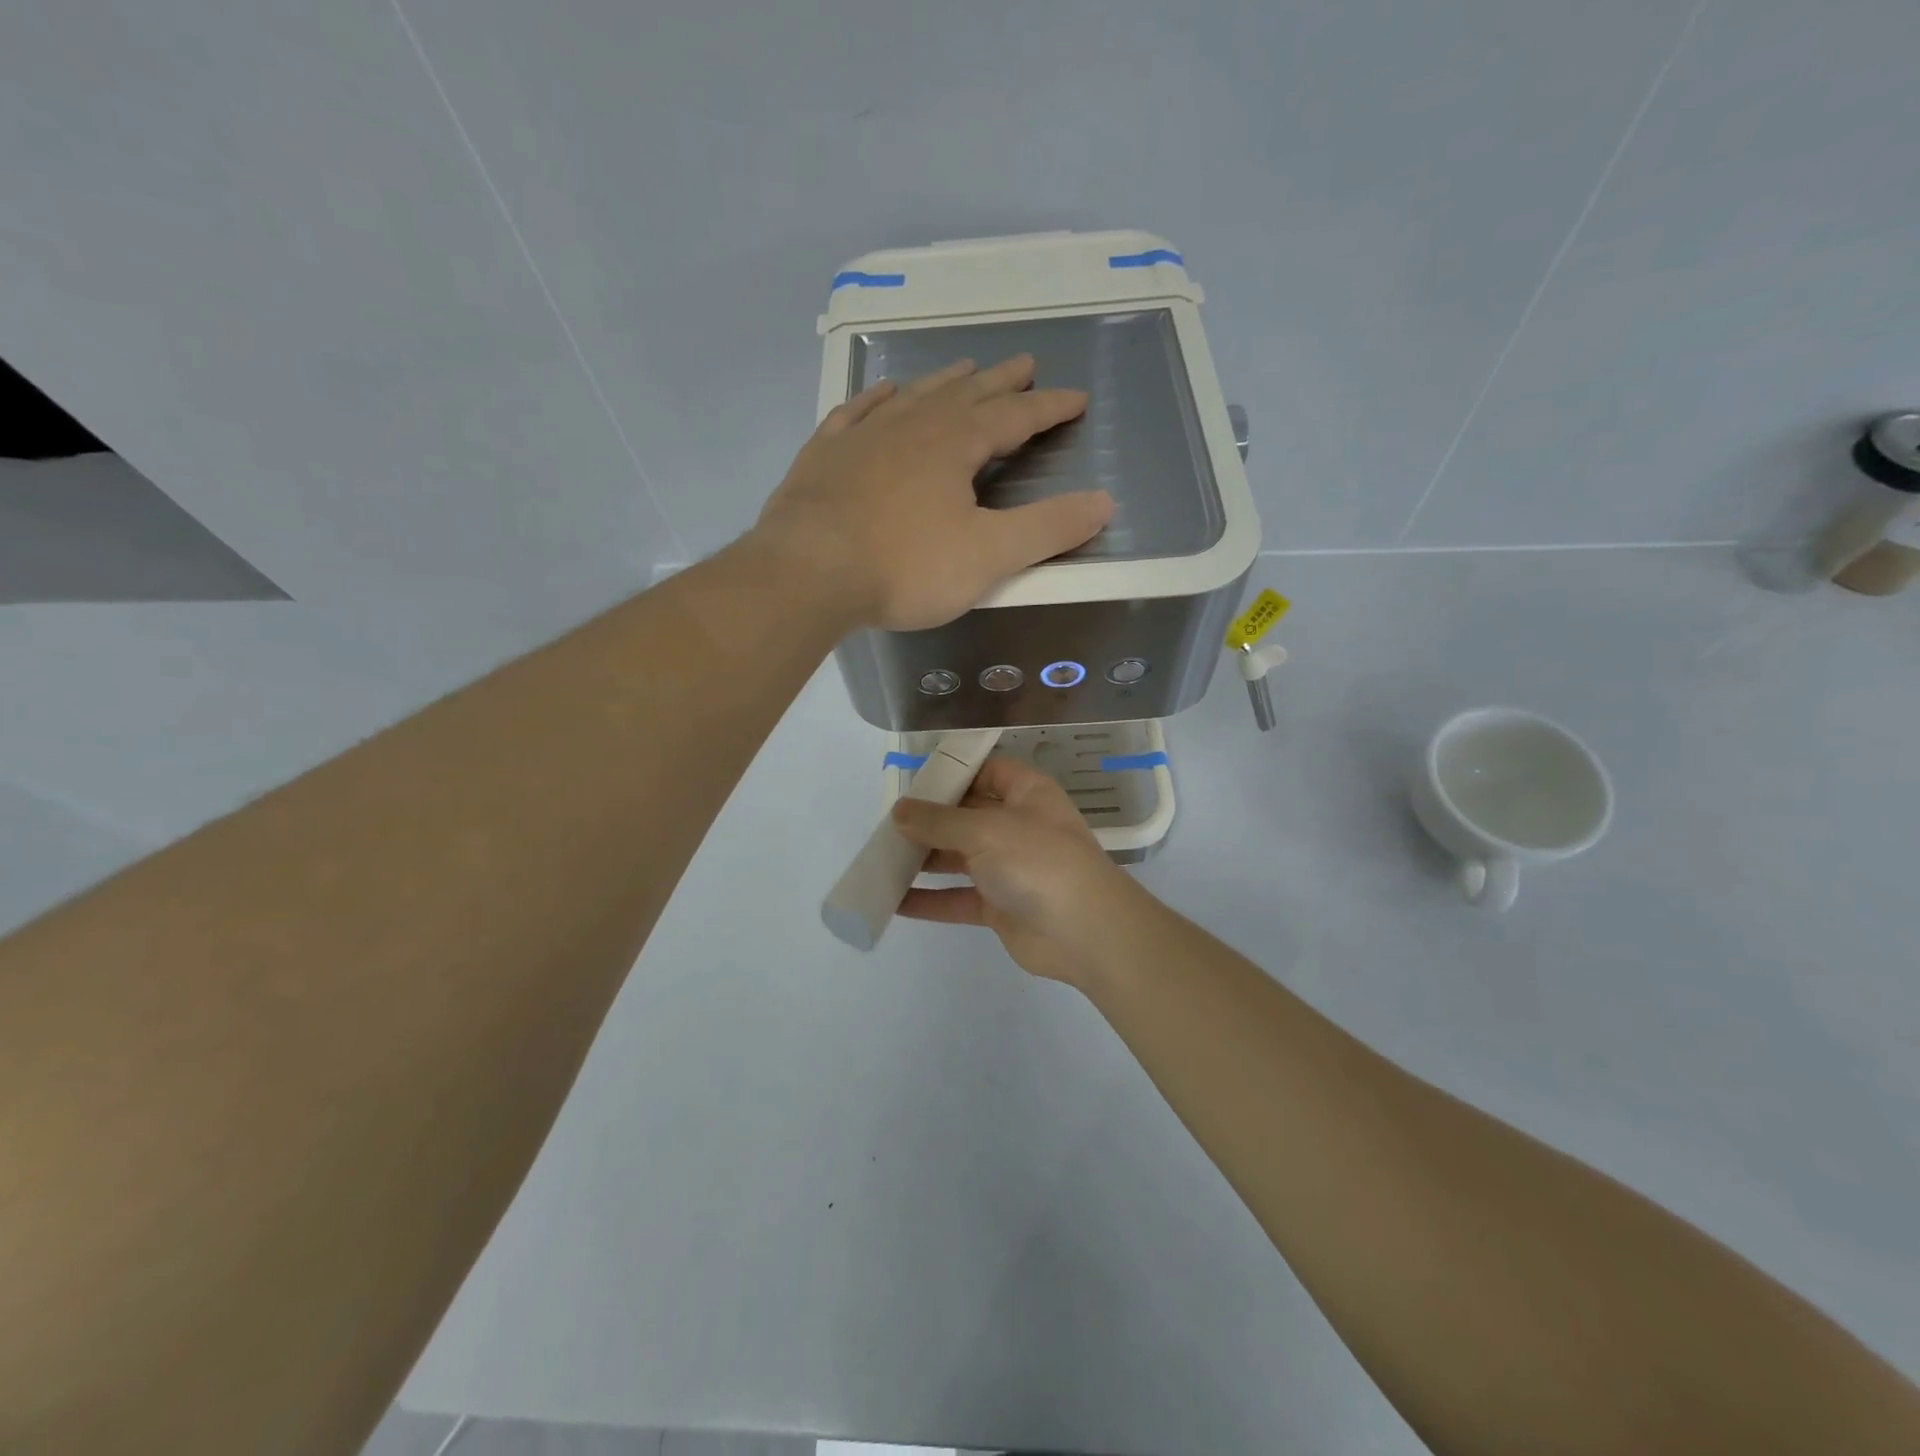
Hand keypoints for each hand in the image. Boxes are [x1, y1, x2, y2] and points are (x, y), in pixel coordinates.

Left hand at [755, 356, 1112, 630]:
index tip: (1076, 398)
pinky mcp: (823, 456)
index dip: (1049, 407)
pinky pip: (855, 413)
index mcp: (955, 444)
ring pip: (914, 397)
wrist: (808, 573)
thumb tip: (1104, 502)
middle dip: (1001, 382)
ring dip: (944, 382)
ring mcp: (862, 436)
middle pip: (966, 394)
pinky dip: (875, 400)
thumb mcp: (989, 555)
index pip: (1015, 417)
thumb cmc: (905, 567)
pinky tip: (884, 393)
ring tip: (964, 368)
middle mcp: (911, 426)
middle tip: (1024, 363)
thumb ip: (1048, 529)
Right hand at [891, 757, 1146, 986]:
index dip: (954, 773)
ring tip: (881, 860)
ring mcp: (1010, 867)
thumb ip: (939, 820)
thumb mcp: (985, 829)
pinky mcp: (1000, 906)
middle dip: (929, 820)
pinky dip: (929, 900)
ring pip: (959, 858)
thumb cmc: (1038, 861)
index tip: (913, 782)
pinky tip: (894, 902)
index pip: (987, 772)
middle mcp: (1018, 826)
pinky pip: (958, 898)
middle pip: (967, 816)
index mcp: (1026, 794)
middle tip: (886, 825)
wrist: (1085, 931)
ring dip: (923, 860)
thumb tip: (900, 811)